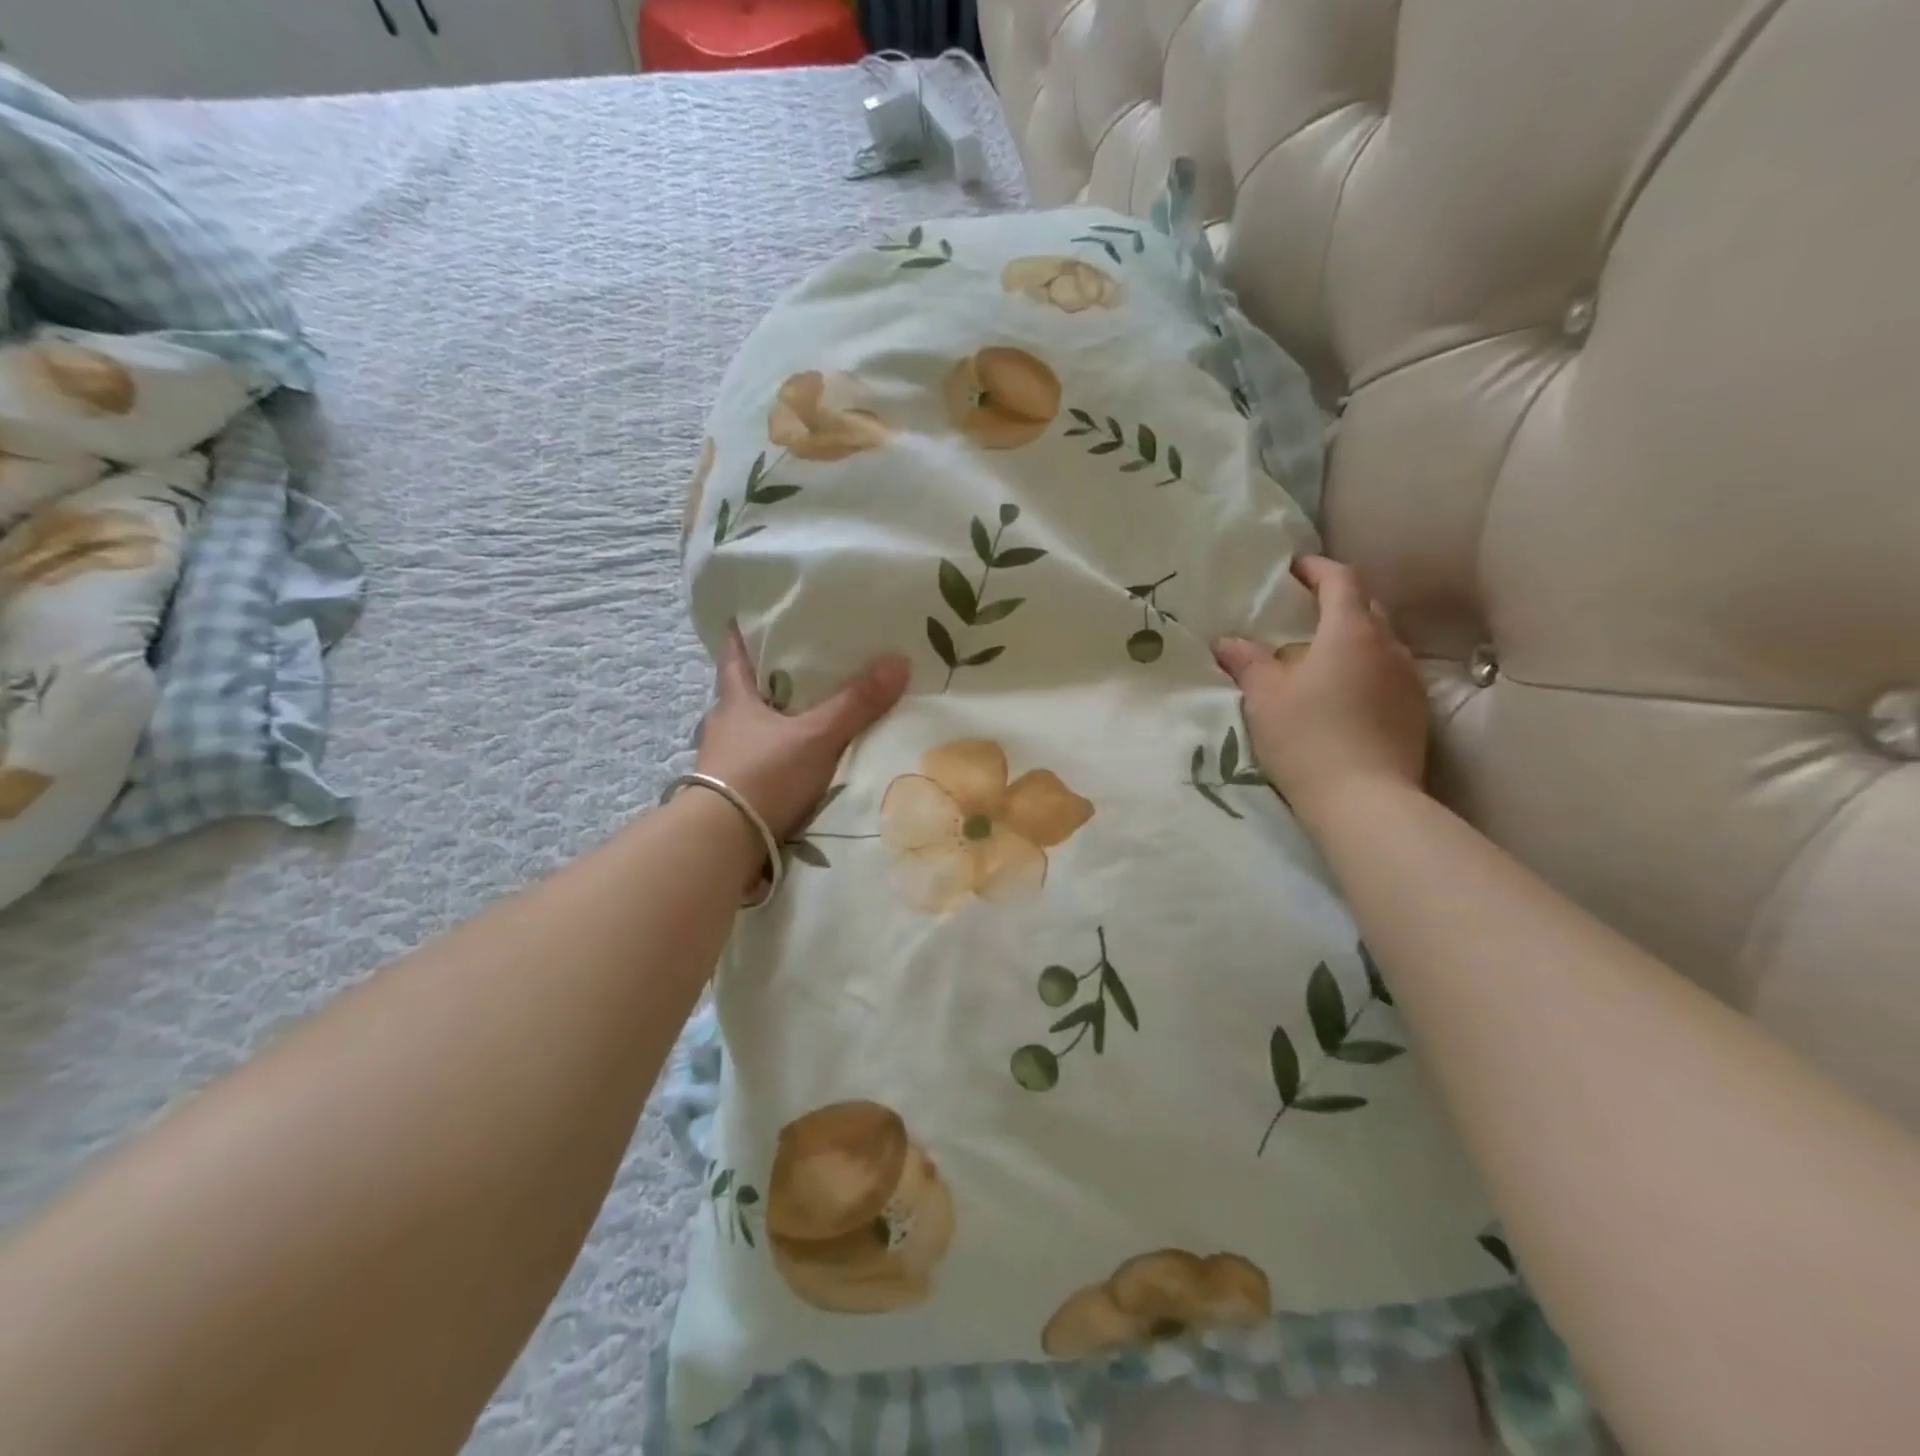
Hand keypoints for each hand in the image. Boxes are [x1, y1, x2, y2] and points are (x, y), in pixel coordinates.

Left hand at [696, 625, 909, 843]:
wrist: (722, 844)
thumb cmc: (762, 775)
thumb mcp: (816, 736)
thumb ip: (856, 704)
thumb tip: (899, 660)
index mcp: (735, 702)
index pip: (734, 656)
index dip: (742, 634)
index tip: (752, 615)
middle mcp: (725, 727)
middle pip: (746, 692)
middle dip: (770, 678)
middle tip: (803, 662)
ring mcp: (726, 762)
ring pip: (754, 730)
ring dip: (776, 721)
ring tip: (810, 712)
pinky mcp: (735, 793)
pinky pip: (761, 762)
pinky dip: (779, 756)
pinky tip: (800, 761)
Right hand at [1212, 556, 1428, 827]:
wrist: (1365, 801)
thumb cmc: (1307, 738)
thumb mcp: (1264, 698)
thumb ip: (1247, 662)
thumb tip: (1227, 641)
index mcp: (1350, 632)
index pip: (1341, 580)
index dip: (1317, 569)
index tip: (1294, 569)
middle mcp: (1388, 646)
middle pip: (1367, 606)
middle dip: (1338, 600)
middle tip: (1306, 610)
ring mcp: (1409, 679)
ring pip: (1383, 641)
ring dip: (1355, 636)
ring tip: (1324, 653)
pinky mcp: (1416, 711)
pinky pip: (1391, 672)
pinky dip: (1368, 668)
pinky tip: (1347, 692)